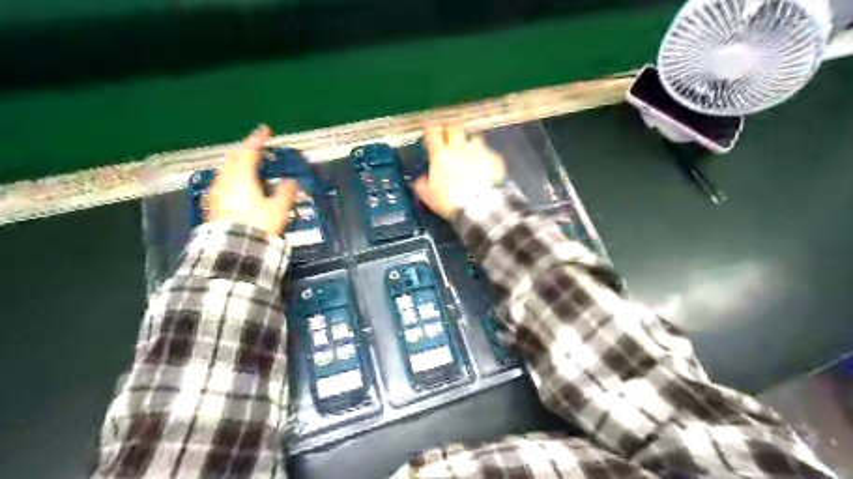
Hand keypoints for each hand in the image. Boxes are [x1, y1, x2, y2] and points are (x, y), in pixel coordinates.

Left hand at [208, 123, 295, 233]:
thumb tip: (291, 181)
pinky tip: (237, 185)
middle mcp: (226, 179)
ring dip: (238, 163)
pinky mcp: (213, 203)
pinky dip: (232, 177)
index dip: (258, 139)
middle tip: (257, 149)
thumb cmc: (259, 224)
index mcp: (243, 176)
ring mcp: (217, 191)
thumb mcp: (278, 208)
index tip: (265, 130)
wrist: (234, 247)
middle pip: (234, 157)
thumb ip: (286, 192)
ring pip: (226, 169)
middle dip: (245, 150)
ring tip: (249, 166)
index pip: (250, 151)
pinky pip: (223, 182)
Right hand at [413, 123, 504, 221]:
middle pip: (454, 126)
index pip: (432, 132)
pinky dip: (483, 154)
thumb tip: (420, 177)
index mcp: (441, 154)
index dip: (428, 126)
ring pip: (473, 136)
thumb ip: (422, 183)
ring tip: (468, 147)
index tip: (427, 124)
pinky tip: (483, 163)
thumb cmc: (451, 201)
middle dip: (449, 127)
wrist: (482, 207)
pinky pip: (487, 151)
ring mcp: (479, 150)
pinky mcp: (494, 158)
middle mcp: (459, 147)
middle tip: (447, 132)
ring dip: (468, 139)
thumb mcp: (429, 196)